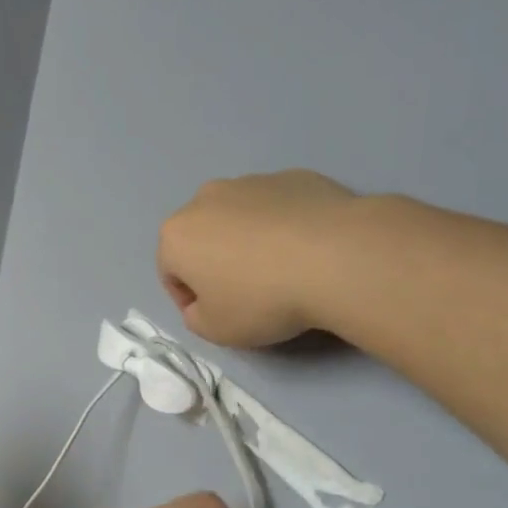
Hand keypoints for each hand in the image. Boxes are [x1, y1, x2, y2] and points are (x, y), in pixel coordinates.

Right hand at [157, 170, 360, 346]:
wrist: (337, 257)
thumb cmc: (262, 299)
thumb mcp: (215, 330)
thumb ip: (195, 318)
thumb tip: (202, 304)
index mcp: (177, 234)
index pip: (170, 272)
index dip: (190, 300)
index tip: (217, 316)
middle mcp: (206, 198)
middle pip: (202, 237)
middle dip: (216, 263)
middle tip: (247, 293)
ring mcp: (252, 181)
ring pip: (239, 218)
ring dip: (249, 242)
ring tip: (281, 270)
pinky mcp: (294, 176)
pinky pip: (278, 208)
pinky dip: (284, 226)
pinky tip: (308, 251)